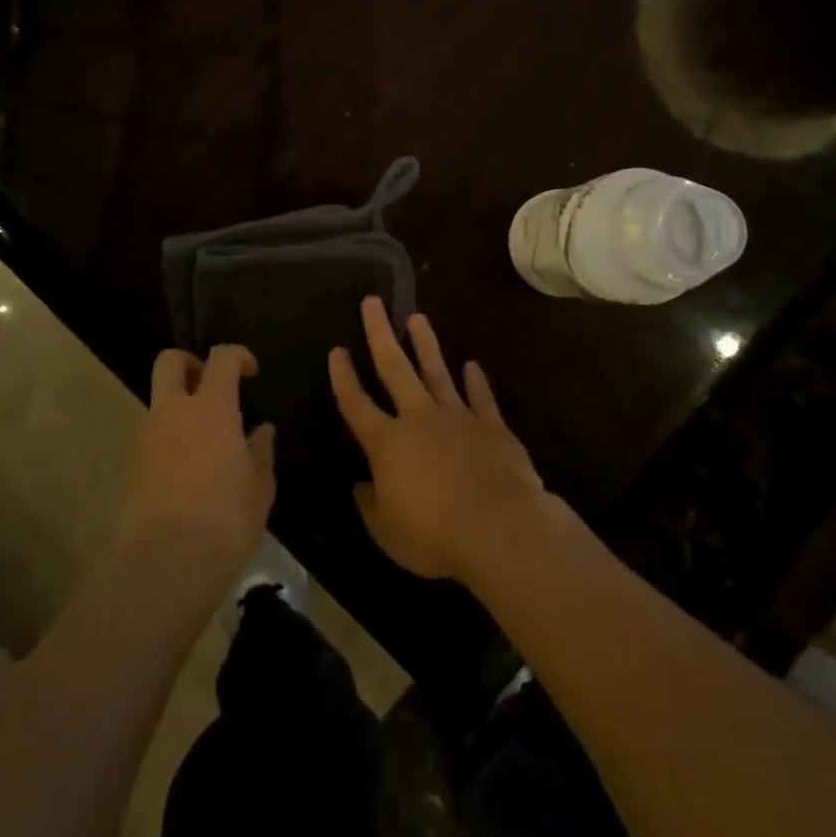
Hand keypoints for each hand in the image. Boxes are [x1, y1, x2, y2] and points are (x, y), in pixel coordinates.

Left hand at [120, 345, 275, 584]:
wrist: (165, 565)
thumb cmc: (225, 520)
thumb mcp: (260, 487)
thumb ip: (261, 451)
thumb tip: (261, 431)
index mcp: (211, 407)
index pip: (221, 357)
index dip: (238, 356)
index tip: (251, 373)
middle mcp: (173, 411)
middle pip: (170, 361)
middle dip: (190, 363)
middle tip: (211, 387)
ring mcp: (145, 437)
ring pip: (159, 402)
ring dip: (179, 408)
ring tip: (204, 444)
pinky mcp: (129, 466)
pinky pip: (151, 437)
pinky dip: (168, 441)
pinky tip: (186, 475)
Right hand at [329, 297, 551, 583]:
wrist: (499, 527)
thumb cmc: (434, 534)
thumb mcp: (387, 532)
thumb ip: (371, 505)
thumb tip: (360, 486)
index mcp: (387, 443)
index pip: (356, 404)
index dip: (343, 377)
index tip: (336, 350)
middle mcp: (418, 419)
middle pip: (394, 368)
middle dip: (380, 333)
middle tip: (373, 301)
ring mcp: (457, 418)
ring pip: (437, 372)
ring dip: (426, 344)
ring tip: (417, 318)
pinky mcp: (491, 426)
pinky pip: (480, 397)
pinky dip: (476, 381)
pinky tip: (472, 365)